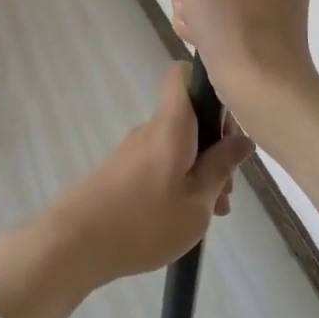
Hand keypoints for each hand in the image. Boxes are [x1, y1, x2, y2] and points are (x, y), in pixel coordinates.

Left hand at [51, 62, 251, 283]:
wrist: (76, 242)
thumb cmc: (145, 221)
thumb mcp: (197, 201)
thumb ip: (221, 167)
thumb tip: (242, 139)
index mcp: (171, 124)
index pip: (183, 75)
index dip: (209, 82)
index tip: (230, 117)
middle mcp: (151, 128)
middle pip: (190, 116)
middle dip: (216, 144)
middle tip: (228, 189)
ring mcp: (135, 149)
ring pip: (179, 144)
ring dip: (201, 169)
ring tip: (213, 213)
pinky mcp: (123, 170)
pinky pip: (162, 161)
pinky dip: (180, 180)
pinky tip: (186, 216)